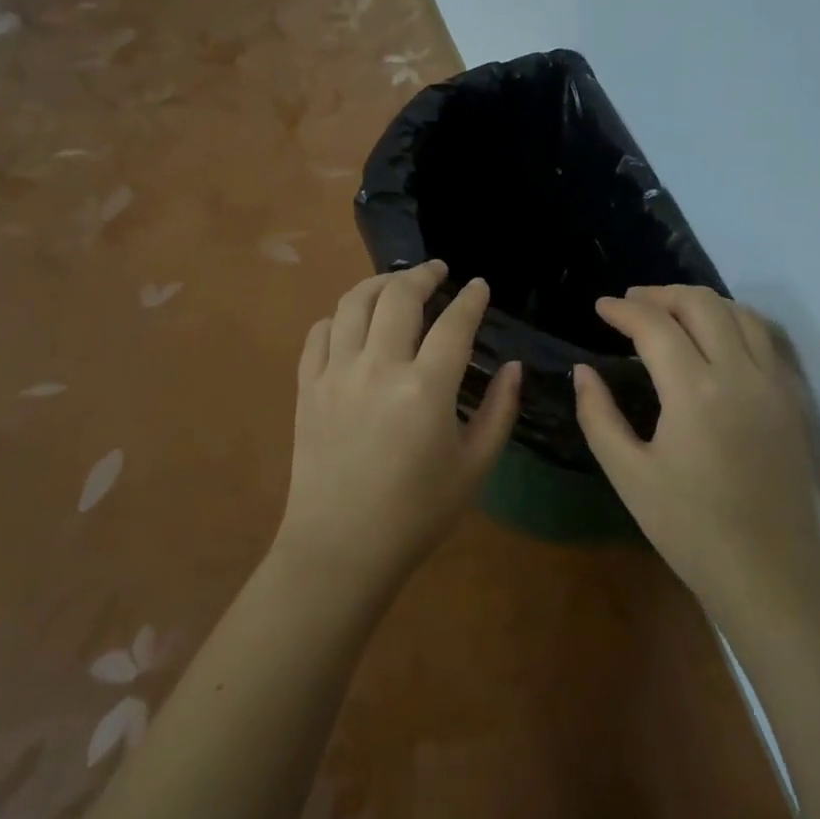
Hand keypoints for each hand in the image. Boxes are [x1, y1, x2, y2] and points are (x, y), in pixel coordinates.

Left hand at [277, 262, 520, 586]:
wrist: (340, 548)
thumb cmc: (416, 514)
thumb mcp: (474, 468)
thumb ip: (499, 411)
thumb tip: (512, 367)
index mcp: (425, 389)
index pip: (454, 324)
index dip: (471, 298)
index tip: (480, 285)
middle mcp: (377, 367)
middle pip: (399, 296)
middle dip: (424, 274)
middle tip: (439, 270)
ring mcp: (335, 373)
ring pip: (354, 303)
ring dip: (380, 283)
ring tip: (397, 283)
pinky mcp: (307, 386)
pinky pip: (320, 333)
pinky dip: (340, 317)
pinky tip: (354, 322)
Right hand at [574, 285, 819, 621]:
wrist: (770, 574)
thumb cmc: (690, 529)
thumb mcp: (628, 475)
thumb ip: (599, 415)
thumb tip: (584, 371)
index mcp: (695, 392)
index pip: (655, 326)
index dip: (623, 310)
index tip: (600, 307)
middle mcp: (740, 374)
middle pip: (702, 304)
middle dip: (660, 294)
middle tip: (630, 304)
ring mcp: (773, 385)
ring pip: (739, 313)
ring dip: (699, 303)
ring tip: (669, 313)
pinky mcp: (791, 400)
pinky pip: (764, 338)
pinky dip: (732, 322)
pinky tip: (712, 338)